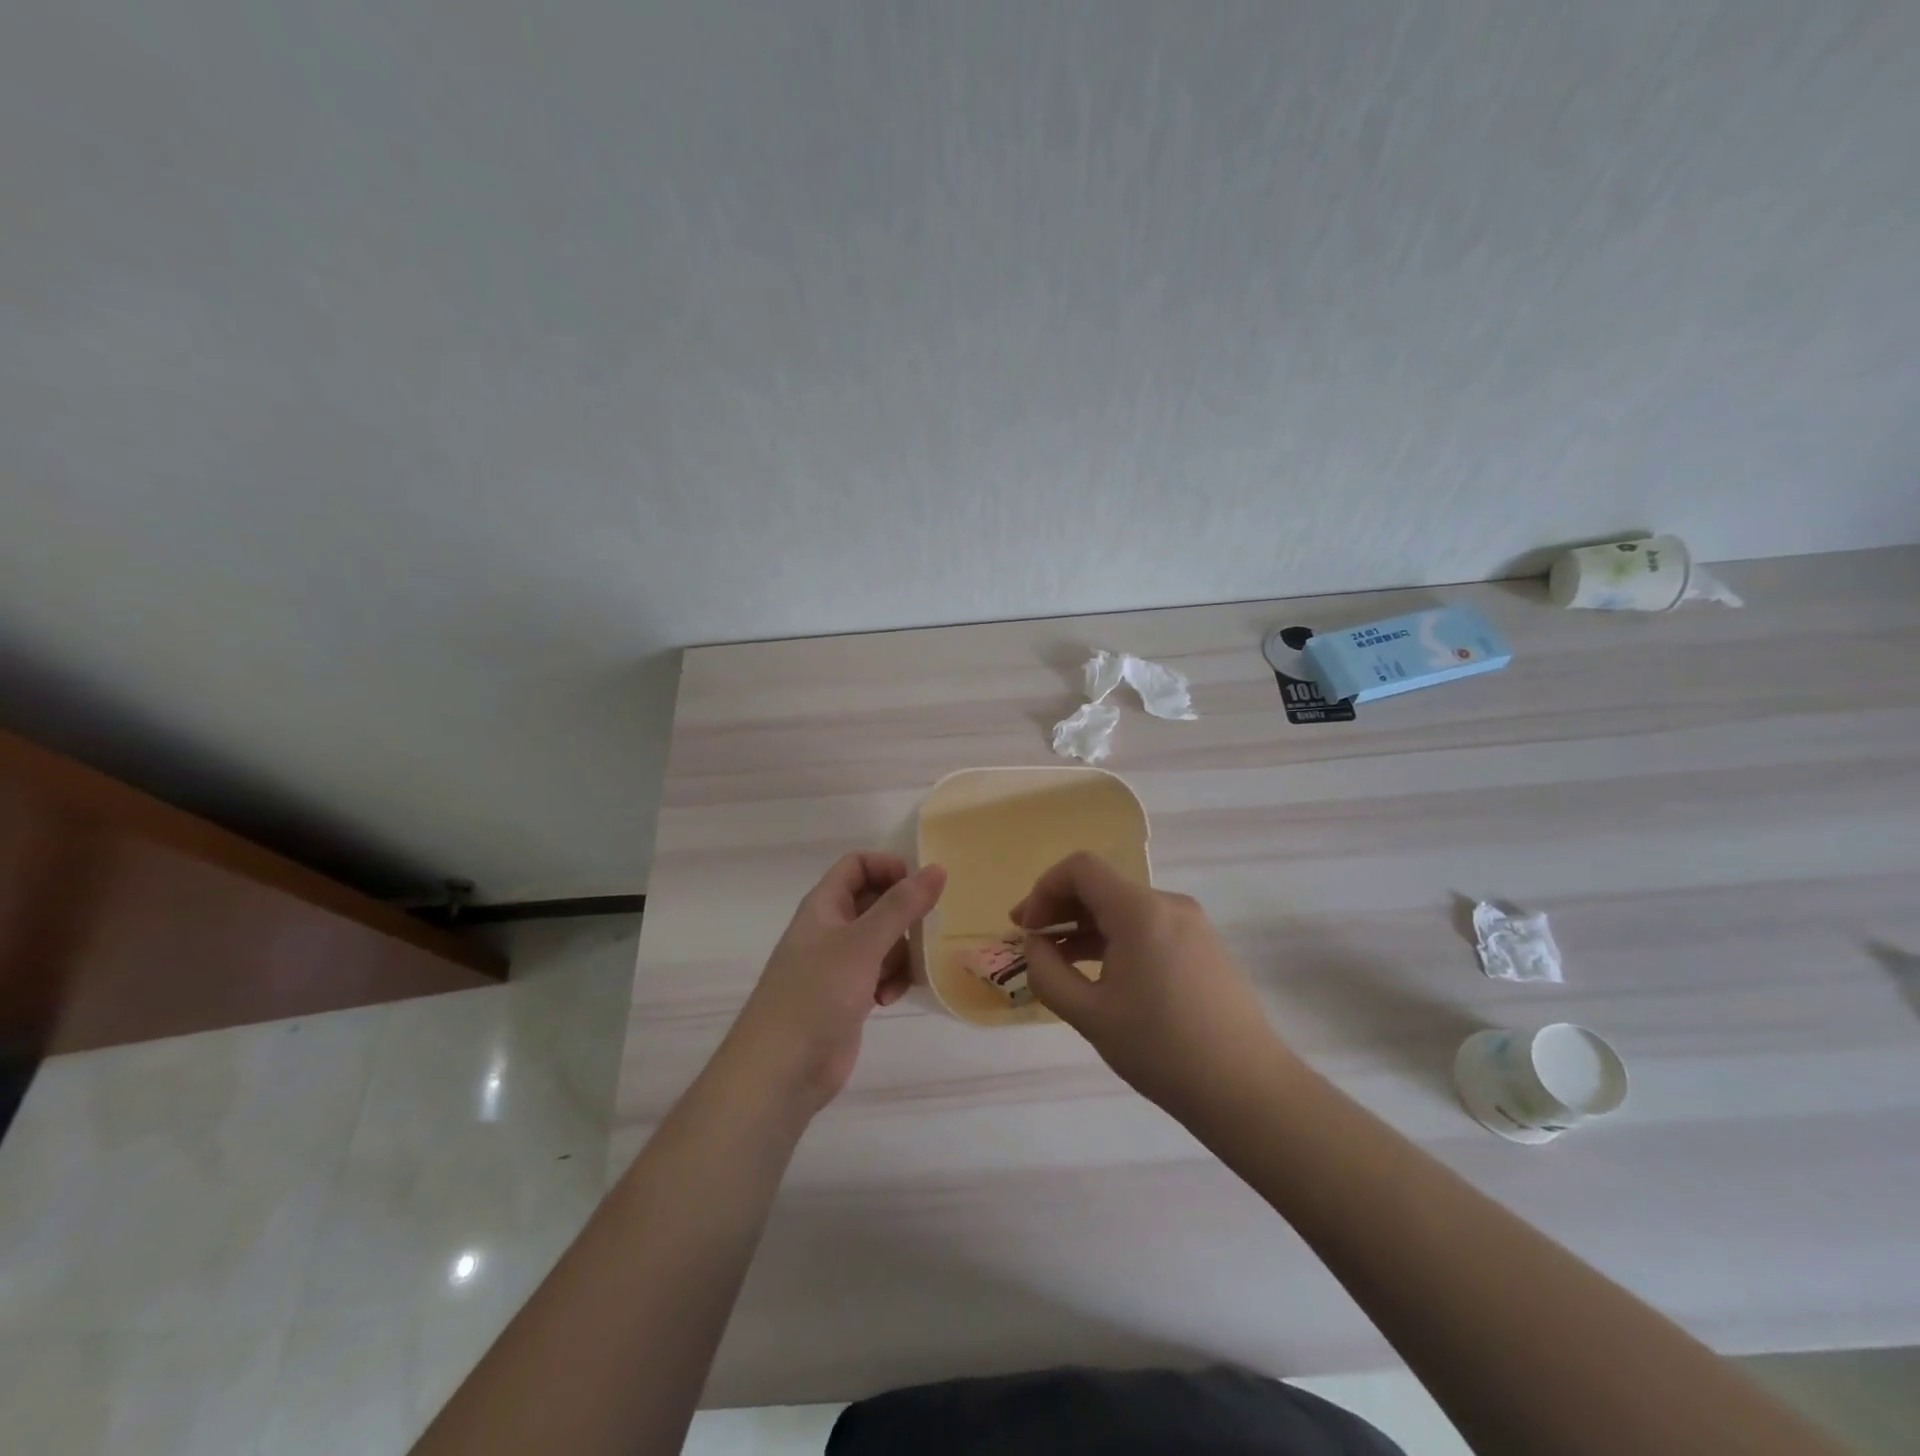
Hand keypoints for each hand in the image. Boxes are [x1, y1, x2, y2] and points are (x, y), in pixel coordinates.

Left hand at [726, 852, 945, 1112]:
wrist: (781, 1071)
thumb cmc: (816, 995)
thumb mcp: (862, 944)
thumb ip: (901, 906)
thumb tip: (937, 868)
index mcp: (824, 905)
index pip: (858, 865)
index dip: (889, 869)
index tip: (921, 889)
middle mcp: (831, 929)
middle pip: (876, 902)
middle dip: (904, 916)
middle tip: (927, 930)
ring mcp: (839, 964)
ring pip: (884, 940)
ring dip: (901, 953)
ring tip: (906, 972)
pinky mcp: (848, 996)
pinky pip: (881, 973)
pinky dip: (891, 980)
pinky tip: (890, 999)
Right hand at [1011, 852, 1289, 1119]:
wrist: (1247, 1089)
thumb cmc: (1161, 1050)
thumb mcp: (1090, 1015)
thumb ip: (1047, 973)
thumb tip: (1034, 945)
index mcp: (1140, 910)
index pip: (1080, 868)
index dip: (1043, 889)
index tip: (1027, 929)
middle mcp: (1168, 903)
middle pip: (1102, 885)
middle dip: (1060, 908)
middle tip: (1031, 943)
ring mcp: (1192, 923)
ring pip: (1124, 907)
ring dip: (1086, 926)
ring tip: (1059, 961)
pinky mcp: (1204, 945)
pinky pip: (1148, 926)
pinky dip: (1116, 938)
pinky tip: (1102, 973)